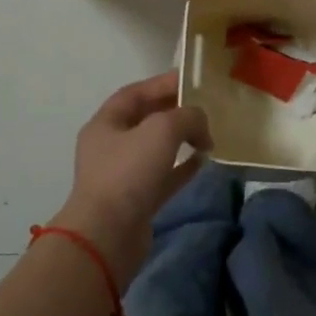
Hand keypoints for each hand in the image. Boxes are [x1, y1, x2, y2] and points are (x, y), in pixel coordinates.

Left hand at [50, 72, 210, 289]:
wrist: (108, 236)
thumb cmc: (129, 173)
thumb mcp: (162, 130)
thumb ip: (186, 117)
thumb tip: (200, 124)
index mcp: (106, 122)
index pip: (136, 93)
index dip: (163, 83)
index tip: (193, 80)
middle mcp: (111, 145)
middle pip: (146, 119)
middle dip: (175, 111)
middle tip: (205, 107)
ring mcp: (123, 174)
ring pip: (156, 149)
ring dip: (181, 140)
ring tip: (208, 135)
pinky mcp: (137, 200)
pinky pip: (164, 176)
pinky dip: (183, 167)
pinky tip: (203, 162)